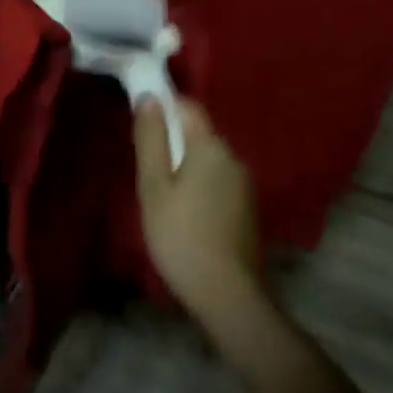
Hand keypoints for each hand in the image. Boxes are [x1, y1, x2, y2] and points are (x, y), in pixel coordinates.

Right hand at [134, 97, 264, 321]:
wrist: (228, 295)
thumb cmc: (181, 236)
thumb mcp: (154, 187)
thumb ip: (151, 140)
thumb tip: (149, 97)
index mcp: (210, 146)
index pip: (188, 107)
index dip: (164, 107)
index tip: (143, 126)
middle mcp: (233, 157)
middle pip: (199, 136)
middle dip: (174, 144)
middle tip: (148, 174)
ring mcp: (245, 185)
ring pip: (209, 162)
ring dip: (188, 170)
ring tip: (165, 201)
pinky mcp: (248, 209)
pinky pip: (219, 184)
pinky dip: (202, 190)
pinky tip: (188, 218)